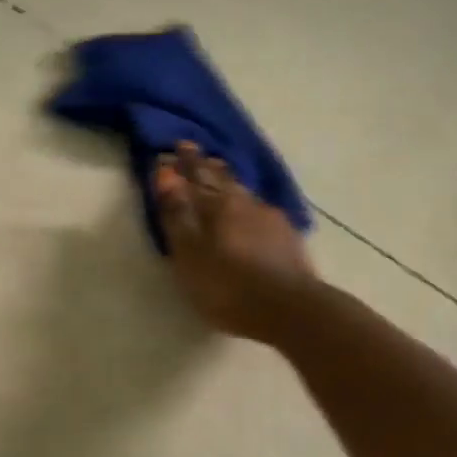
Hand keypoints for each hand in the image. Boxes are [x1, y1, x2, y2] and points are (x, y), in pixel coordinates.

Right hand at [153, 142, 317, 343]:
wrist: (290, 309)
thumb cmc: (228, 286)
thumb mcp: (189, 253)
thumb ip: (177, 214)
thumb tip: (166, 173)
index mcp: (217, 205)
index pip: (196, 176)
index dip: (184, 163)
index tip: (175, 147)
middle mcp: (244, 203)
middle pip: (222, 179)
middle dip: (206, 166)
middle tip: (197, 153)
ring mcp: (270, 219)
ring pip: (244, 192)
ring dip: (229, 182)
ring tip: (221, 175)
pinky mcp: (288, 237)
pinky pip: (261, 210)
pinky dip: (249, 205)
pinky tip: (252, 211)